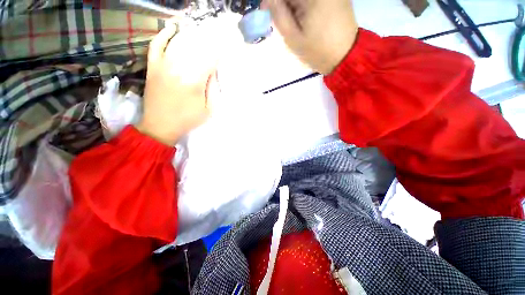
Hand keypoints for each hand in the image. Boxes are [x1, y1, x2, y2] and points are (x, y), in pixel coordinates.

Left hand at [137, 24, 217, 145]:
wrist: (161, 125)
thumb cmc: (188, 119)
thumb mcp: (209, 109)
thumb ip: (213, 89)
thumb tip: (213, 71)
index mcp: (194, 81)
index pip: (209, 59)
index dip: (218, 52)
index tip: (224, 48)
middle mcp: (178, 68)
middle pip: (195, 47)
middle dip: (208, 41)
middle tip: (215, 38)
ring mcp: (162, 65)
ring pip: (178, 42)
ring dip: (191, 36)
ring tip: (201, 33)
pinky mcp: (152, 66)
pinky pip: (156, 45)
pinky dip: (164, 34)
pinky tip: (172, 29)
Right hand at [262, 0, 357, 74]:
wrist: (345, 57)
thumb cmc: (317, 51)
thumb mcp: (293, 38)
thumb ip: (279, 15)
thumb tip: (269, 0)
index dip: (274, 1)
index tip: (266, 8)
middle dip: (285, 4)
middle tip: (280, 17)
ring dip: (295, 5)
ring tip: (294, 21)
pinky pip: (314, 0)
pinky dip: (305, 6)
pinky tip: (305, 17)